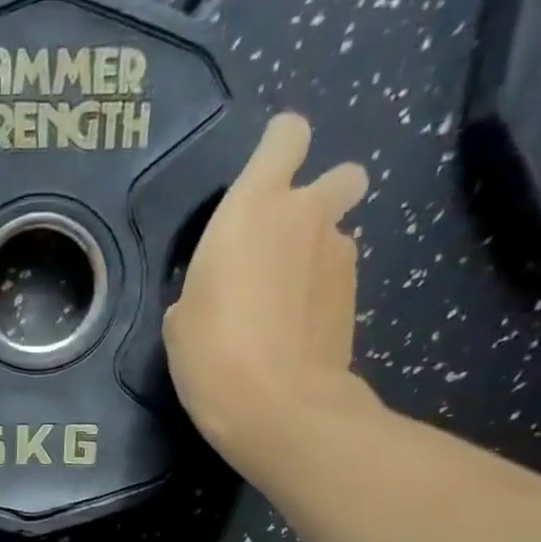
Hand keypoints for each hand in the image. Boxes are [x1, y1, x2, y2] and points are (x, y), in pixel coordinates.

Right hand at [164, 113, 369, 457]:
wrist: (276, 405)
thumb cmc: (211, 353)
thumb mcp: (183, 316)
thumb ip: (210, 281)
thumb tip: (227, 289)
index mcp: (254, 206)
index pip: (287, 136)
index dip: (278, 151)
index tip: (263, 182)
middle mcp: (307, 215)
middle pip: (341, 176)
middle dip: (322, 198)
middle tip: (287, 244)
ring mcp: (340, 256)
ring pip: (336, 237)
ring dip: (315, 258)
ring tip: (284, 308)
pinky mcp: (357, 297)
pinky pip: (336, 281)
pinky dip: (319, 297)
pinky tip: (295, 333)